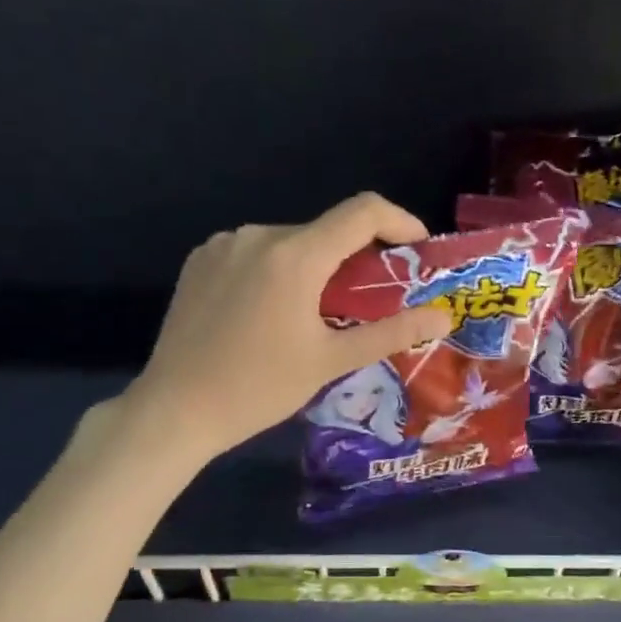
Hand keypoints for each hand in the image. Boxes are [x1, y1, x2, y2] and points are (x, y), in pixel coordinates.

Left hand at [123, 192, 450, 463]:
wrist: (176, 409)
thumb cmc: (259, 389)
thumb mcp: (331, 362)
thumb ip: (391, 332)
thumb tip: (444, 317)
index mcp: (294, 256)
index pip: (362, 212)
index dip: (400, 222)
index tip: (417, 250)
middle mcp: (257, 234)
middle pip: (325, 231)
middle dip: (355, 259)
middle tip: (368, 303)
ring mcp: (223, 244)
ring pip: (289, 243)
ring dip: (315, 268)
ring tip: (316, 315)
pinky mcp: (200, 259)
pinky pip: (255, 252)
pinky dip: (277, 271)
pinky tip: (271, 312)